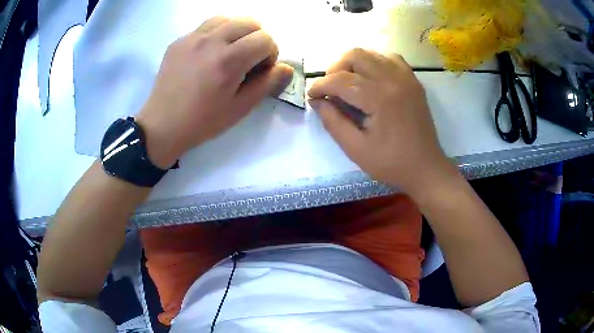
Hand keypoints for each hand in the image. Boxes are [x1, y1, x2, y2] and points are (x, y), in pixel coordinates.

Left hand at [137, 17, 293, 168]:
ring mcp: (192, 38)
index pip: (265, 38)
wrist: (162, 125)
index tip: (260, 70)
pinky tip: (209, 54)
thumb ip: (266, 84)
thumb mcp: (240, 108)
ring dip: (237, 31)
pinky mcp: (179, 41)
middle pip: (250, 21)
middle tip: (248, 59)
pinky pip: (205, 26)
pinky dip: (216, 34)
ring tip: (229, 51)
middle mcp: (211, 41)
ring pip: (227, 18)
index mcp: (229, 60)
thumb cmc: (202, 122)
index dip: (270, 53)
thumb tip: (286, 68)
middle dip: (257, 39)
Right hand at [308, 49, 454, 195]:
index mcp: (379, 97)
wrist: (426, 167)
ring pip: (372, 54)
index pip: (340, 80)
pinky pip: (390, 59)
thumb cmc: (391, 163)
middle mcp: (393, 79)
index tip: (312, 96)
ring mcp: (406, 77)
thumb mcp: (355, 148)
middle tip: (331, 89)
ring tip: (349, 83)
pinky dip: (375, 63)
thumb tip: (317, 101)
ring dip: (354, 64)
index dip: (320, 86)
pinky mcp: (413, 81)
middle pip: (355, 55)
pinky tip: (372, 80)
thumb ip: (333, 121)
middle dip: (336, 69)